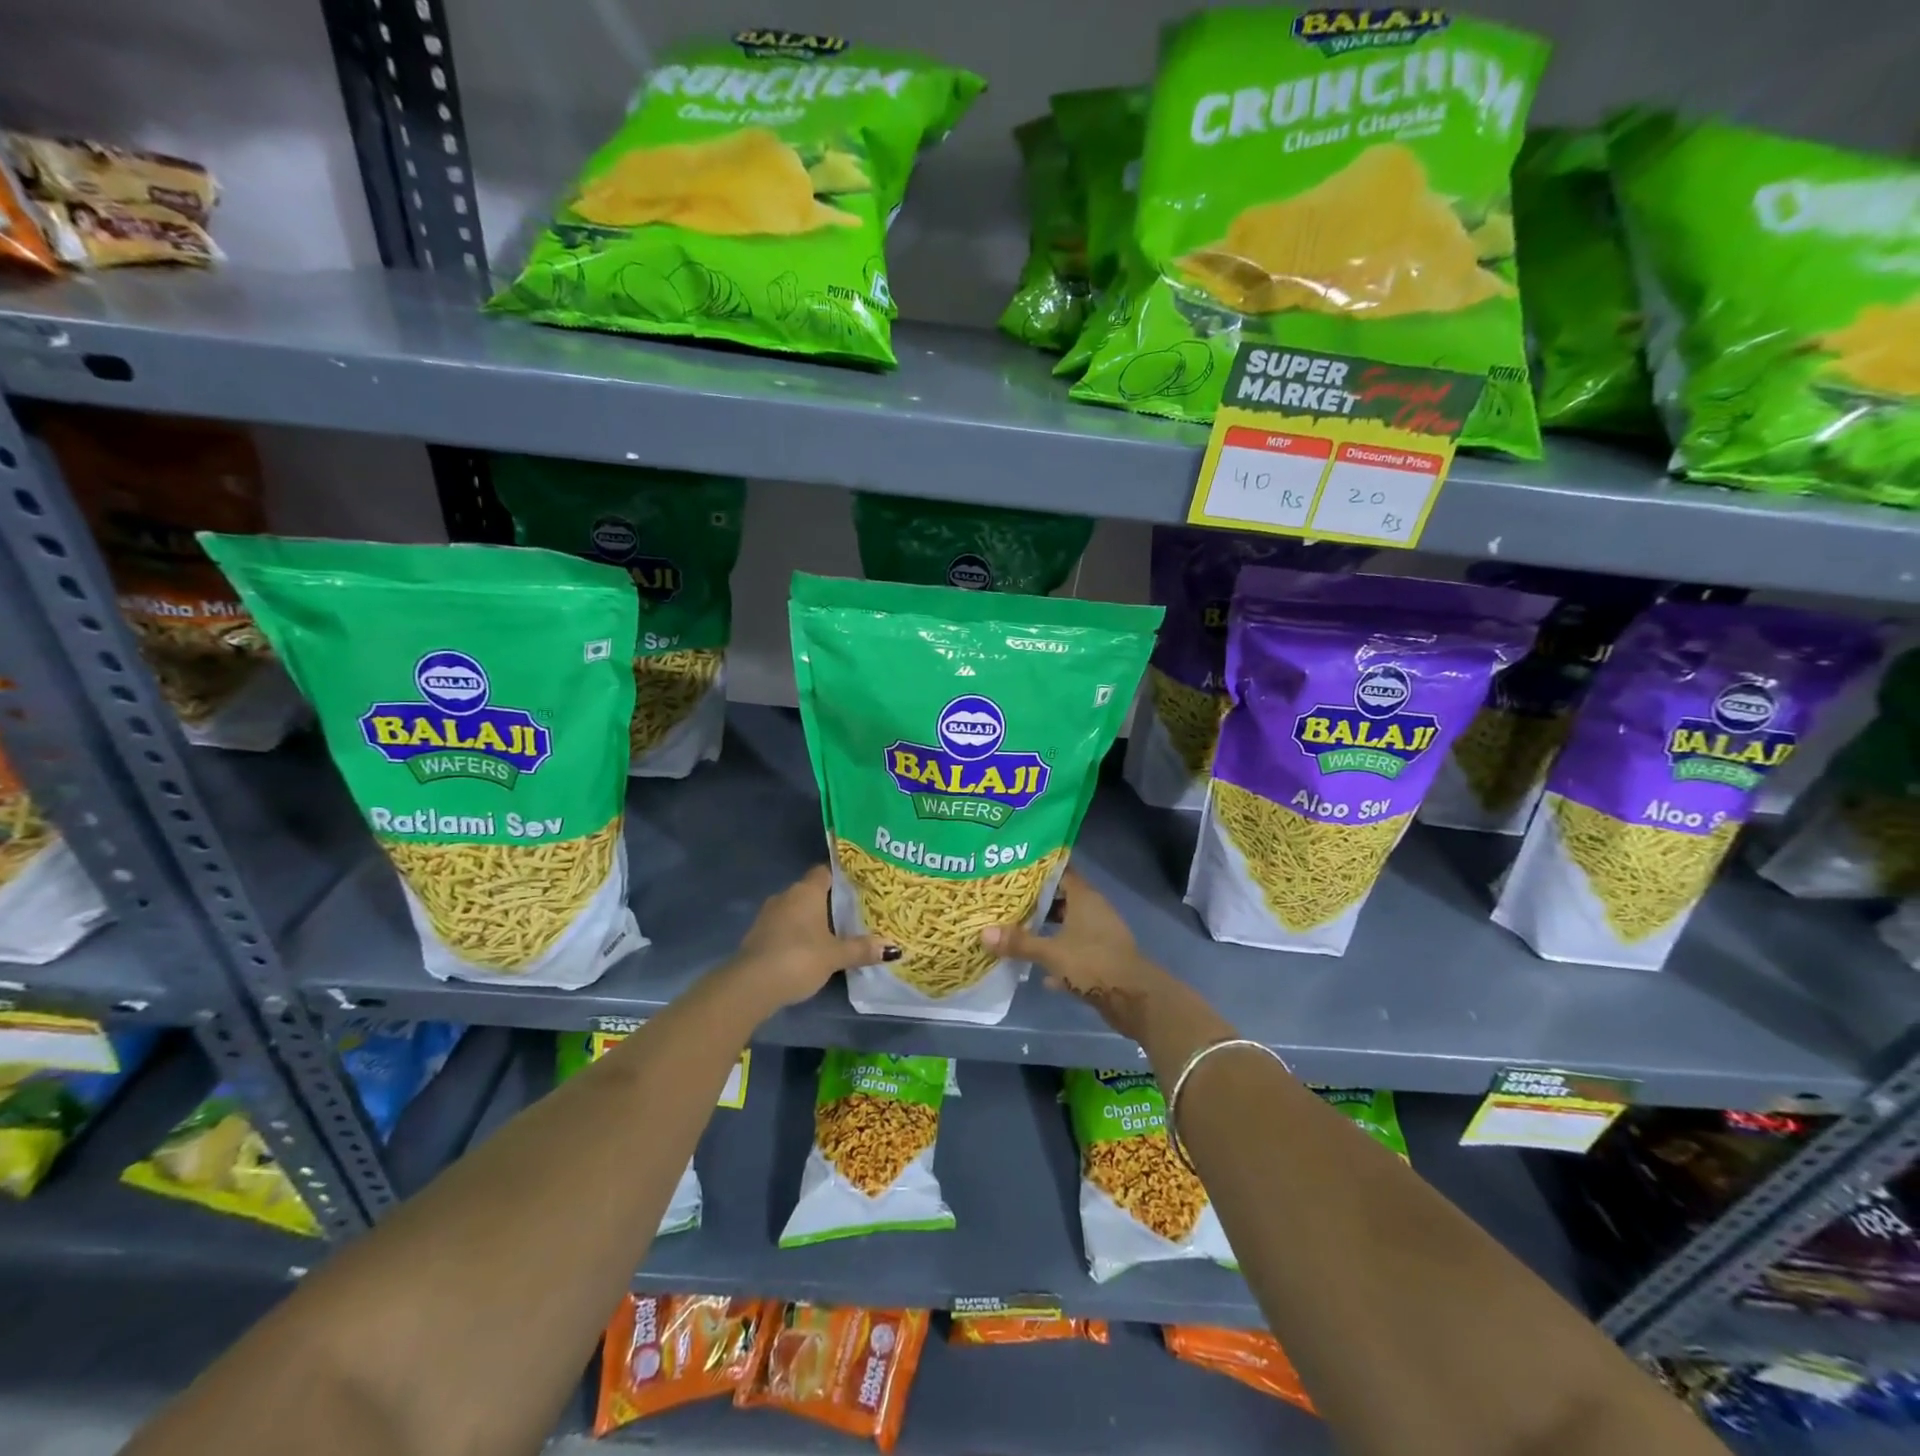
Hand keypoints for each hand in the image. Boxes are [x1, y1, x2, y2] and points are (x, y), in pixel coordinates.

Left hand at [724, 866, 896, 1011]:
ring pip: (796, 911)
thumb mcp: (835, 956)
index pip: (825, 872)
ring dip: (812, 921)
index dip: (841, 877)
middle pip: (811, 892)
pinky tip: (810, 950)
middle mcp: (786, 896)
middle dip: (829, 902)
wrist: (750, 986)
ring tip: (836, 933)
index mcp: (806, 891)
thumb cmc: (798, 958)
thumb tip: (893, 947)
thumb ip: (862, 949)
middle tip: (854, 913)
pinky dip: (797, 935)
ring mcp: (768, 916)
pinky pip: (784, 928)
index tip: (859, 886)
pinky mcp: (758, 936)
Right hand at [981, 869, 1170, 1040]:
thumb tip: (983, 933)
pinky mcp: (1103, 958)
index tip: (1014, 870)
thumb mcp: (1051, 952)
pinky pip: (1076, 951)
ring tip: (1018, 932)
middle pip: (1063, 898)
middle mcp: (1094, 910)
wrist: (1134, 999)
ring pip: (1069, 926)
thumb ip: (1019, 942)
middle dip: (1038, 902)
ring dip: (1048, 930)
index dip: (1039, 870)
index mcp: (1085, 897)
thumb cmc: (1093, 963)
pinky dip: (1060, 957)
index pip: (1061, 871)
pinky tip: (1041, 973)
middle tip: (1008, 903)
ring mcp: (1101, 935)